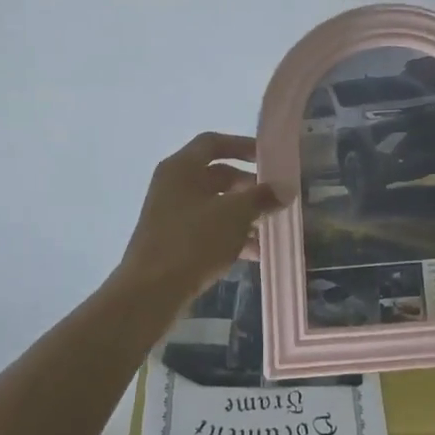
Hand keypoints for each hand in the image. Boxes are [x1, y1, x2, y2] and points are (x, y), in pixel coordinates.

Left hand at [113, 132, 282, 313]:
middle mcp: (174, 185)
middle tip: (275, 197)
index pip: (214, 143)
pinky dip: (231, 235)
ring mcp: (172, 215)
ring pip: (215, 205)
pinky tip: (256, 252)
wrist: (151, 292)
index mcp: (182, 168)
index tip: (268, 157)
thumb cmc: (193, 240)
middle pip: (216, 175)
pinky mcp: (174, 242)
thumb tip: (283, 189)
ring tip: (271, 227)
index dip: (242, 145)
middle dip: (248, 186)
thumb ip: (261, 197)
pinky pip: (208, 229)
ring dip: (244, 214)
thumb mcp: (234, 214)